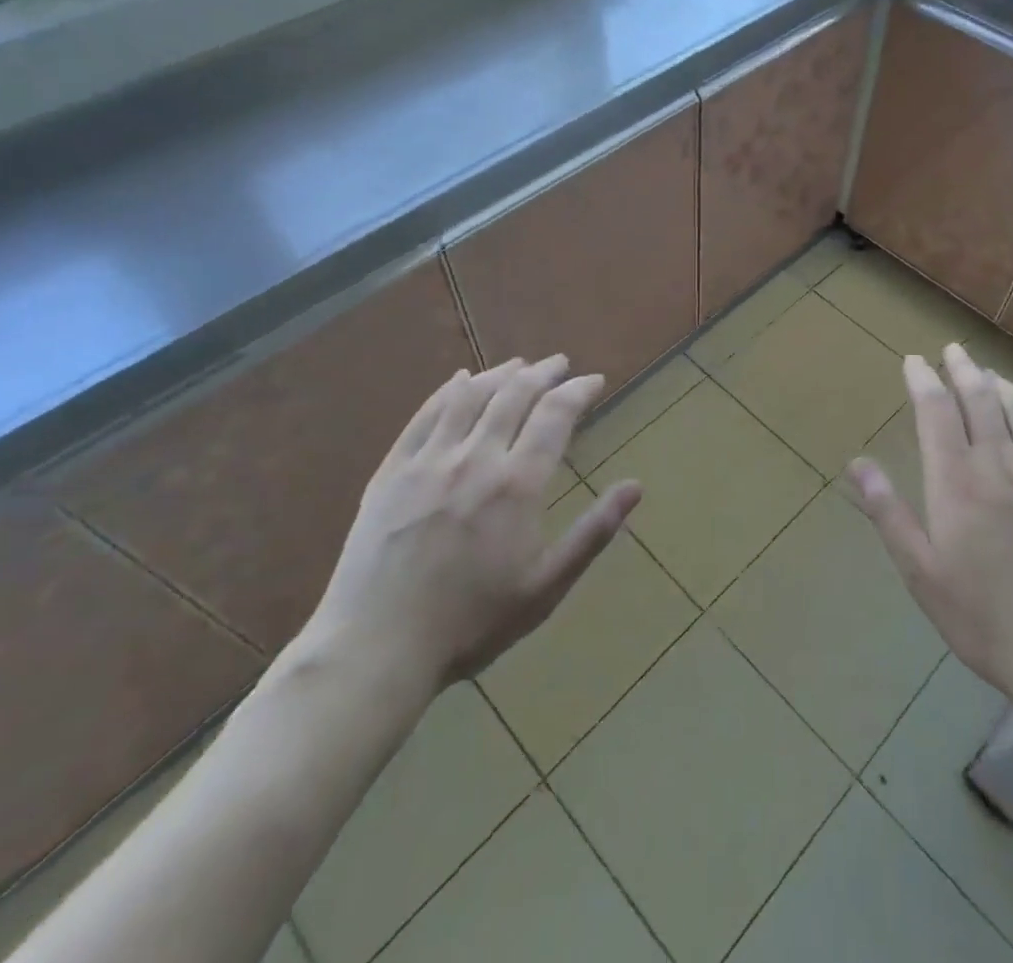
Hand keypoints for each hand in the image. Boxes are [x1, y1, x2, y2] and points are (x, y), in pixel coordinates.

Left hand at [303, 357, 640, 701]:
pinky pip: (424, 415)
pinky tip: (459, 380)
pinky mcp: (391, 471)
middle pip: (514, 394)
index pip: (555, 415)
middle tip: (560, 364)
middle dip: (543, 372)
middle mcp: (475, 458)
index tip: (594, 381)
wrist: (376, 648)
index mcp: (517, 484)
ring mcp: (428, 460)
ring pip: (470, 396)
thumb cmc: (472, 623)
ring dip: (500, 373)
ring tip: (519, 365)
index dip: (578, 391)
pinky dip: (448, 390)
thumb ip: (594, 532)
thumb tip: (636, 487)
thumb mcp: (546, 587)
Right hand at [848, 344, 1012, 701]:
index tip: (914, 360)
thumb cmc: (984, 617)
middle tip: (953, 349)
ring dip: (1001, 383)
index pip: (936, 410)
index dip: (923, 379)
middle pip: (980, 397)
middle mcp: (1000, 464)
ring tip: (989, 373)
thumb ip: (888, 513)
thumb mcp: (921, 572)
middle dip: (963, 368)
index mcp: (956, 481)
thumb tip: (857, 464)